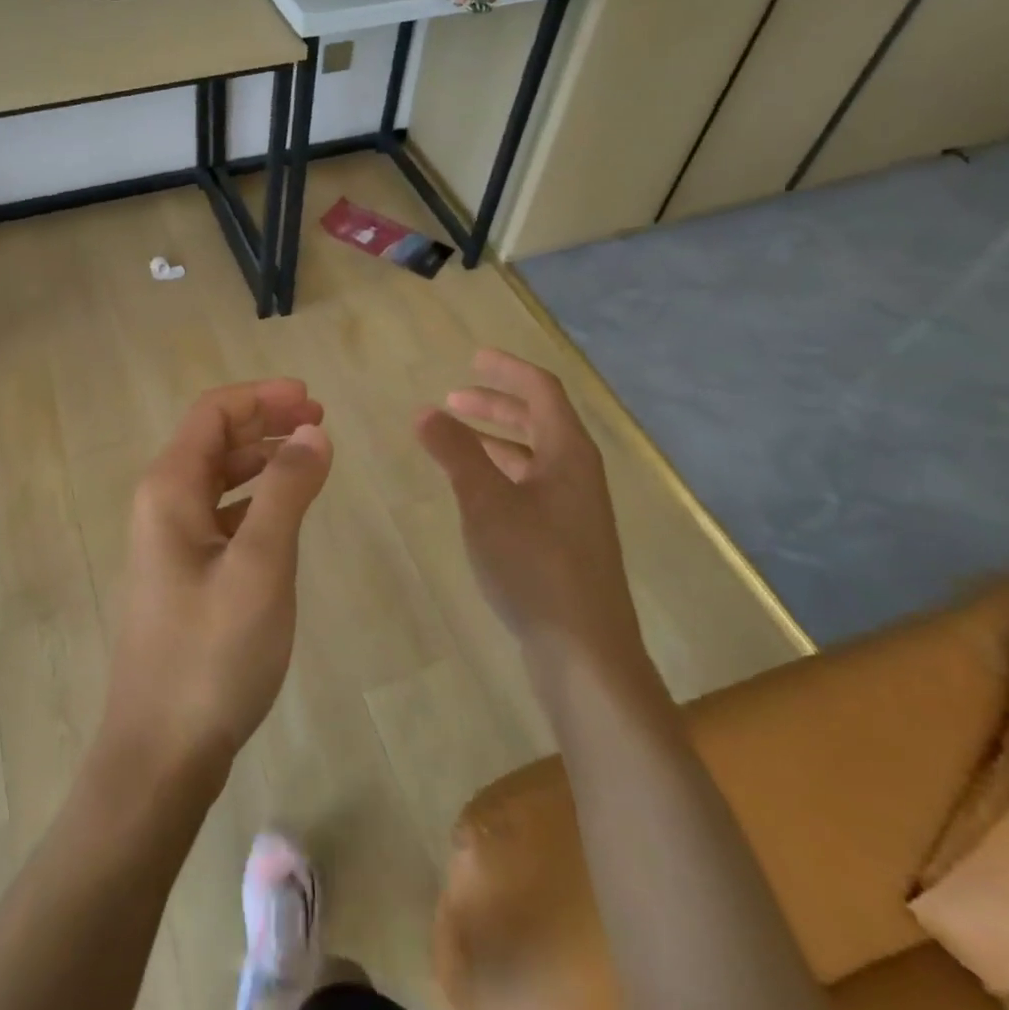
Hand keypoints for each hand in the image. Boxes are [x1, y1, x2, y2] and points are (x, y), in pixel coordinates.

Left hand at [100, 380, 332, 783]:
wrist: (161, 750)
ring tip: (310, 457)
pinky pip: (220, 514)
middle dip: (265, 421)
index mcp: (169, 489)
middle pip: (213, 439)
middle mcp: (161, 504)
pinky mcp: (183, 573)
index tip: (312, 399)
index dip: (262, 397)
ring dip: (261, 458)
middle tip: (319, 421)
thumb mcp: (260, 564)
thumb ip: (287, 490)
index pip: (213, 413)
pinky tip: (283, 512)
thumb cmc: (212, 653)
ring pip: (217, 477)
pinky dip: (254, 498)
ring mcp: (169, 541)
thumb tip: (313, 431)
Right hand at [415, 350, 639, 658]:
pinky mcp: (565, 540)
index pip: (542, 391)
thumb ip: (455, 452)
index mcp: (569, 453)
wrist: (584, 651)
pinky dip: (501, 473)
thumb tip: (424, 411)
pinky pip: (531, 486)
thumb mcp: (486, 502)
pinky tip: (475, 491)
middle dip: (495, 405)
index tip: (473, 358)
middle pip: (538, 421)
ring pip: (533, 456)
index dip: (508, 370)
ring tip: (454, 441)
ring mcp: (575, 509)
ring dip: (495, 440)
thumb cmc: (536, 564)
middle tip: (451, 401)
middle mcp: (578, 474)